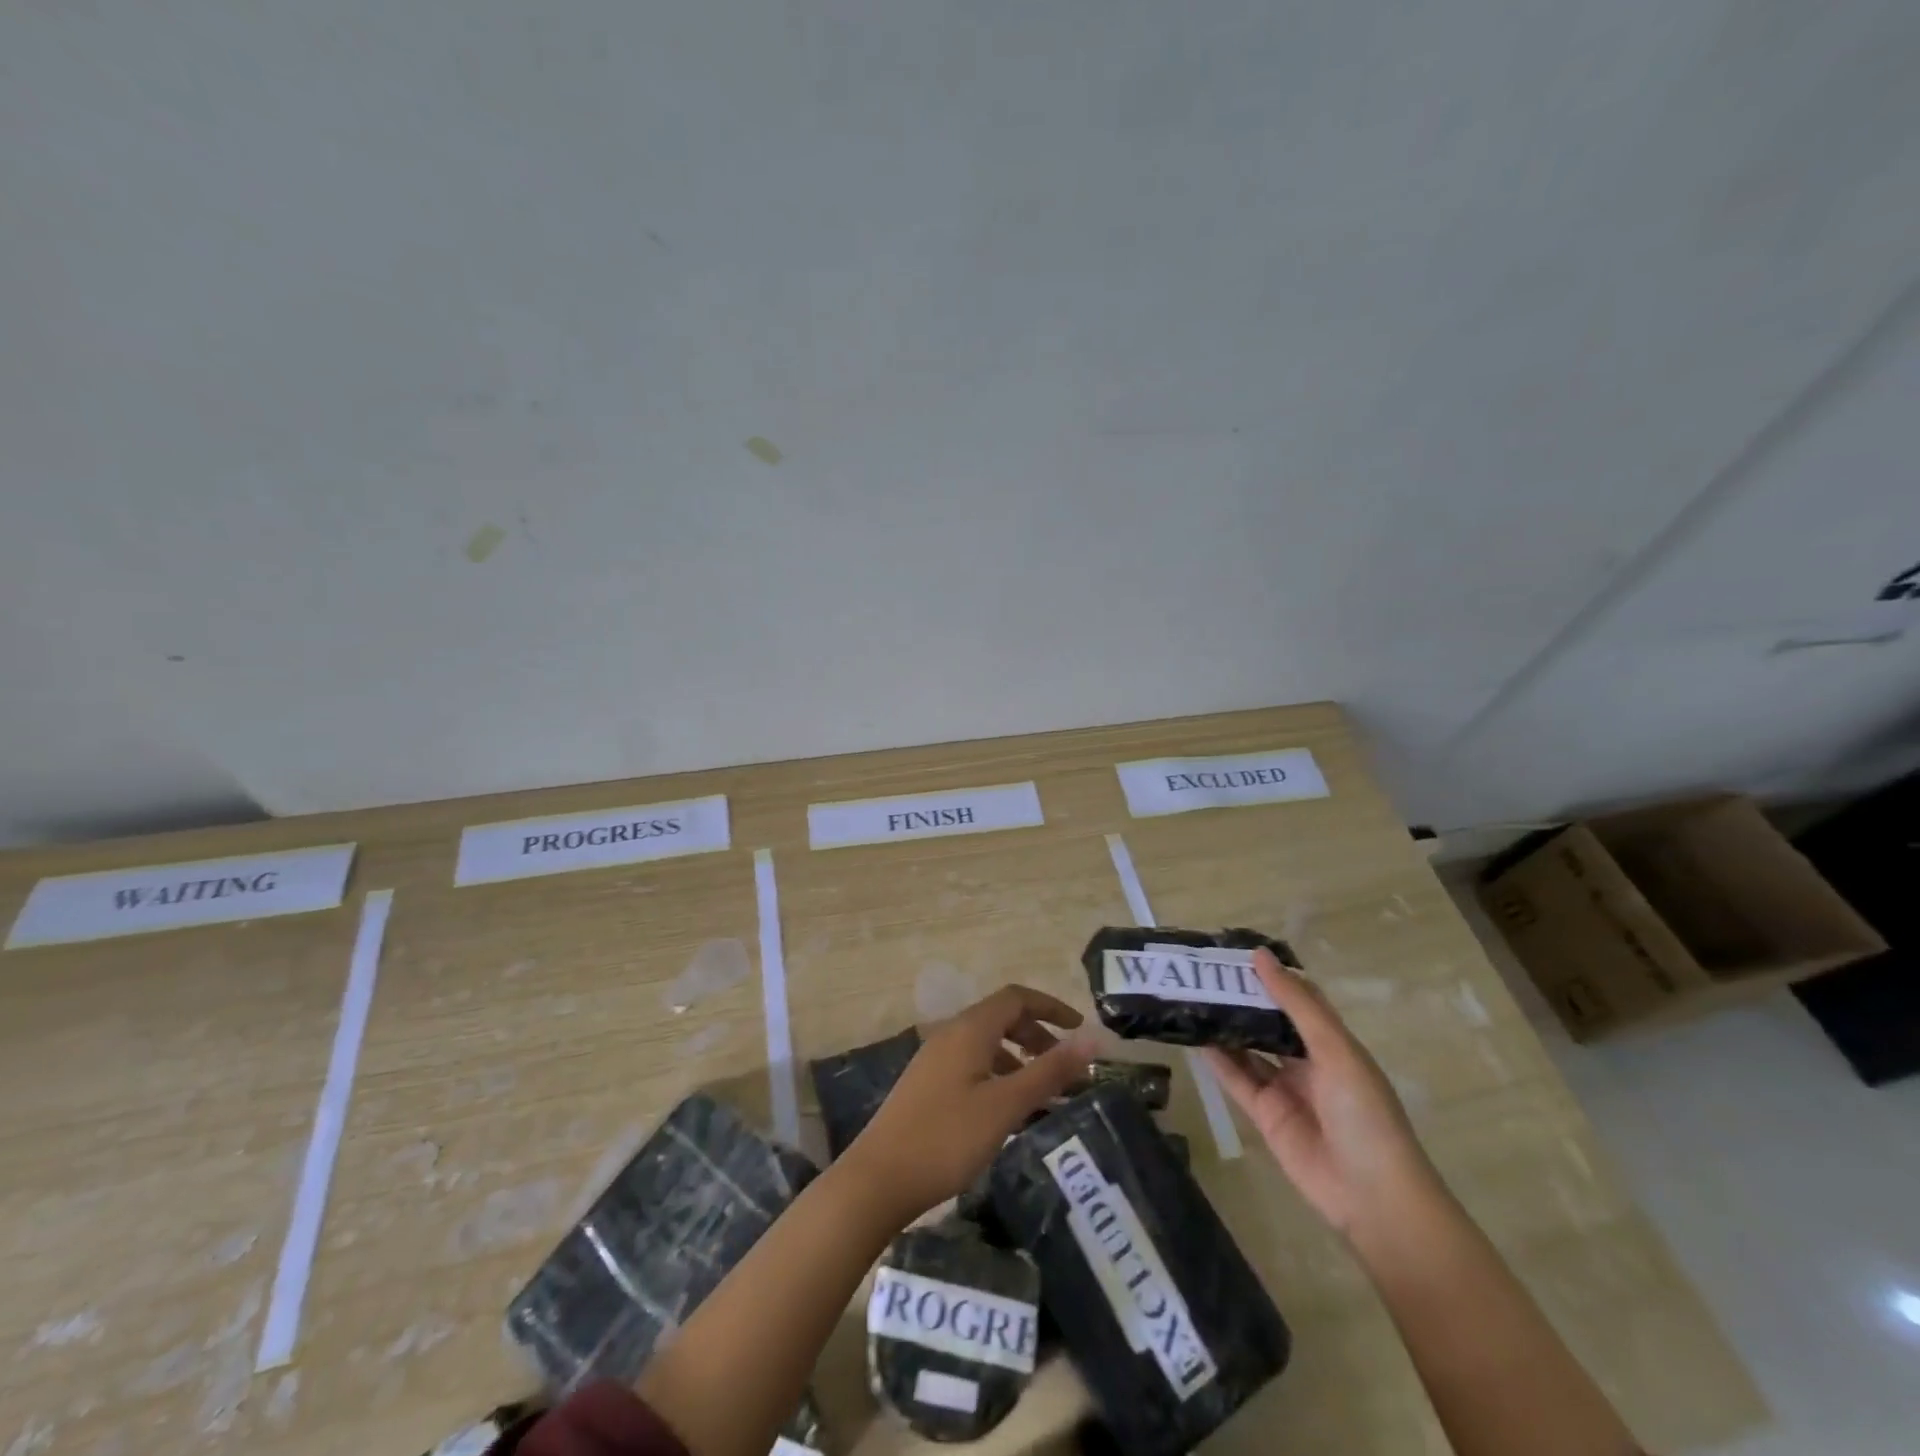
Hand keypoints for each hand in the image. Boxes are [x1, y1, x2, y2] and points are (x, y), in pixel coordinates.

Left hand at [845, 984, 1095, 1225]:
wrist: (878, 1179)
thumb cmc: (947, 1138)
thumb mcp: (1006, 1105)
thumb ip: (1048, 1071)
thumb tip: (1091, 1038)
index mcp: (970, 1029)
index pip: (1016, 997)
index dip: (1051, 1006)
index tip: (1080, 1029)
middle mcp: (951, 1034)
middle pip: (1001, 1018)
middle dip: (1038, 1035)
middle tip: (1065, 1068)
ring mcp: (935, 1059)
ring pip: (987, 1044)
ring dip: (1019, 1059)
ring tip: (1044, 1095)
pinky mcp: (927, 1084)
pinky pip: (972, 1064)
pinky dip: (998, 1076)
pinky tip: (1008, 1112)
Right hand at [1204, 949, 1439, 1239]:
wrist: (1373, 1198)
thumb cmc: (1365, 1114)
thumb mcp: (1335, 1050)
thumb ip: (1296, 1004)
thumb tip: (1260, 954)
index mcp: (1332, 1042)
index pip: (1297, 998)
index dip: (1270, 975)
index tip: (1234, 950)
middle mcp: (1307, 1061)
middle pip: (1268, 1021)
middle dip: (1240, 998)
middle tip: (1203, 971)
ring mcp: (1284, 1088)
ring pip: (1248, 1048)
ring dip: (1224, 1025)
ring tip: (1189, 997)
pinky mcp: (1264, 1114)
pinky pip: (1236, 1079)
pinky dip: (1216, 1059)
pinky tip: (1193, 1037)